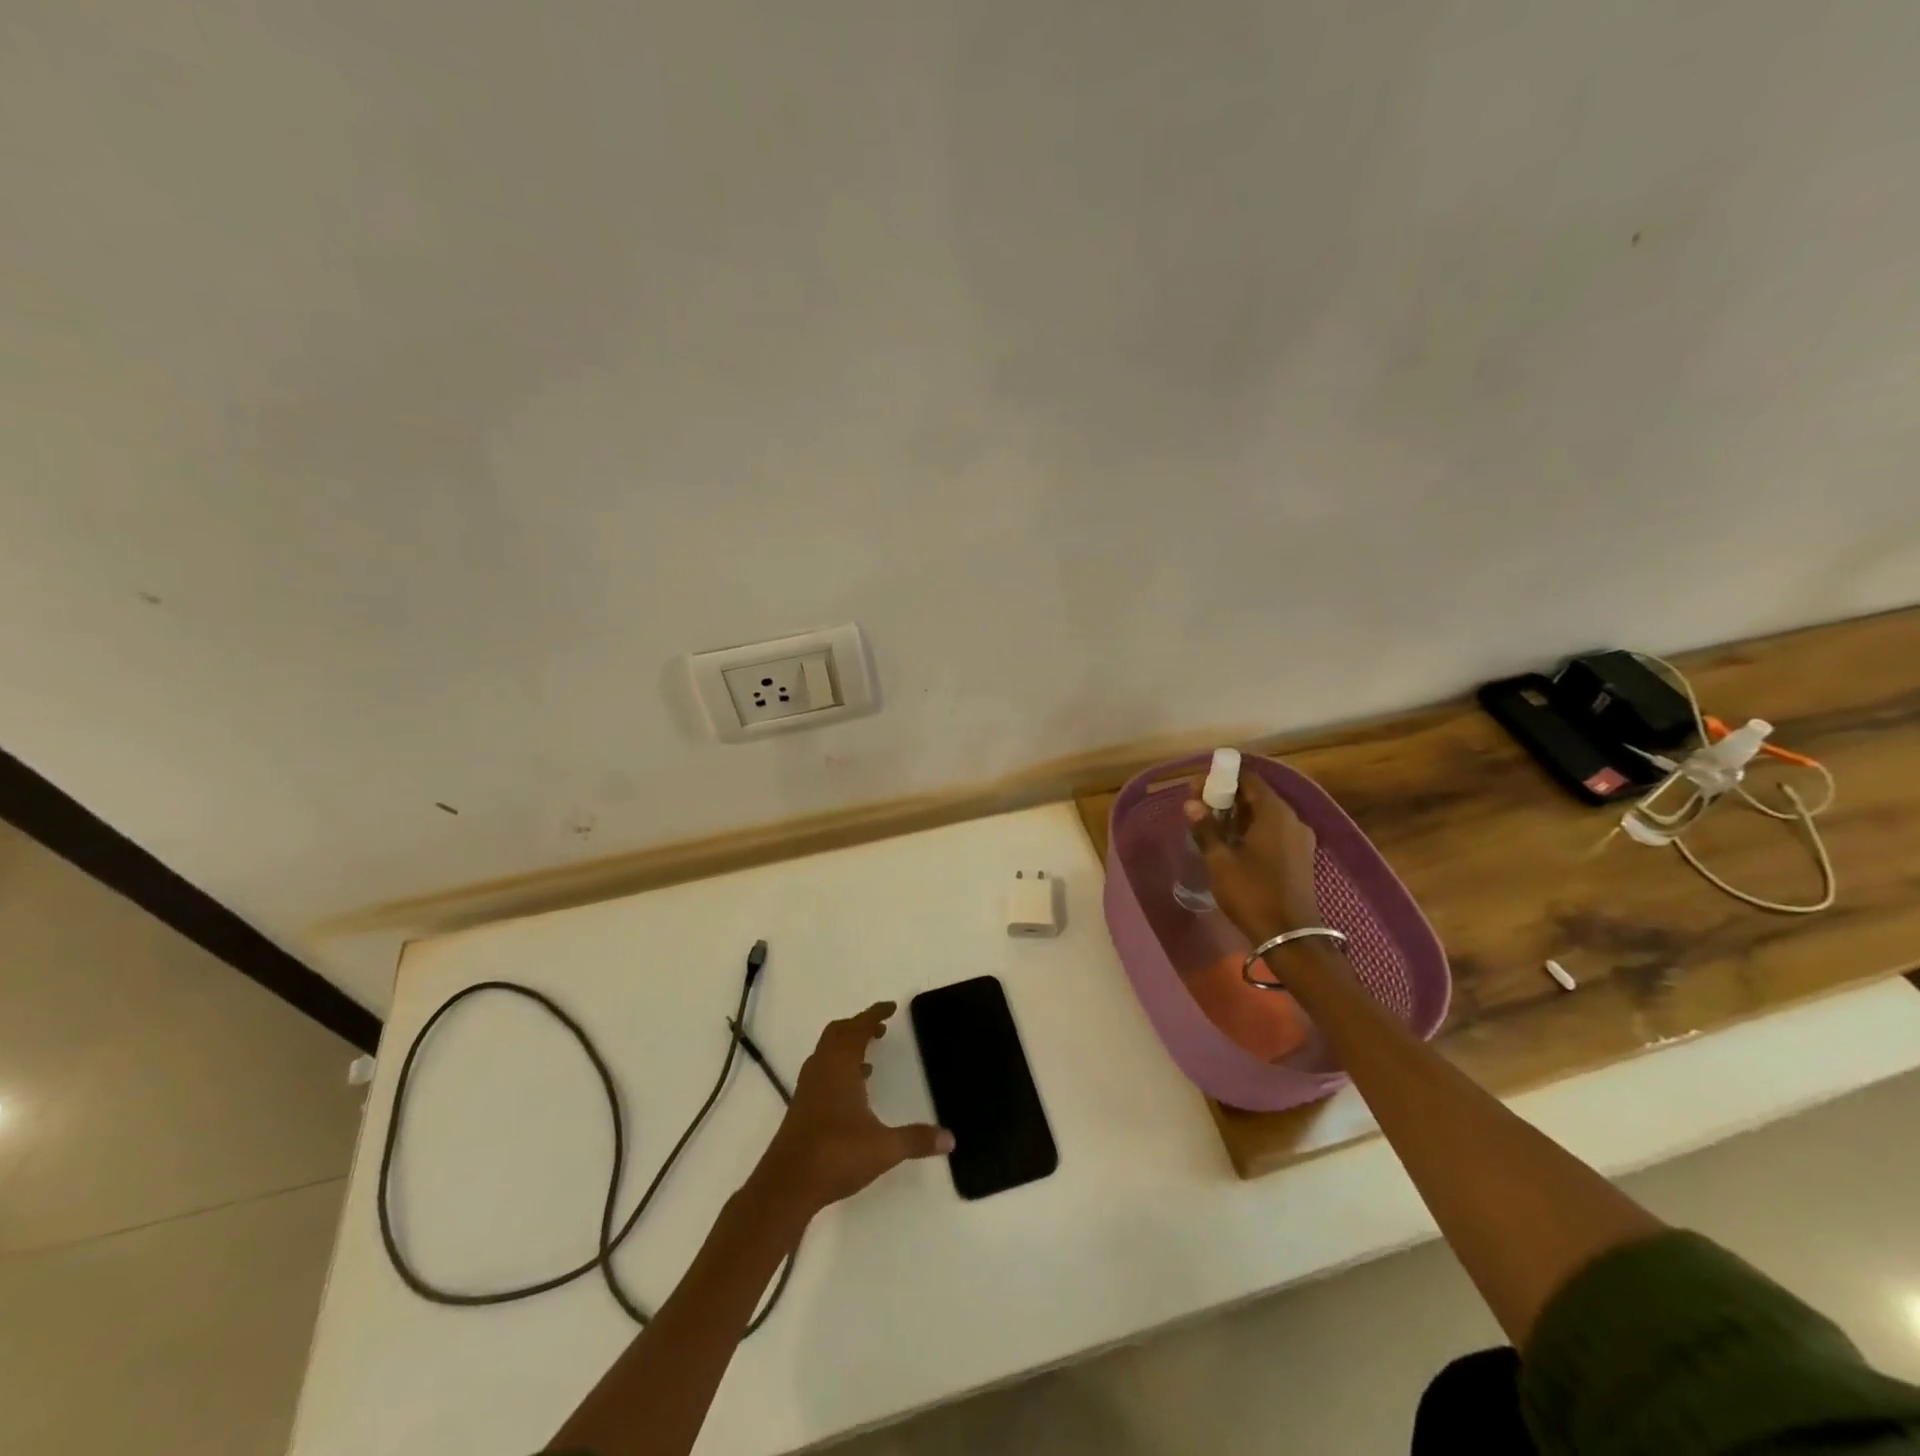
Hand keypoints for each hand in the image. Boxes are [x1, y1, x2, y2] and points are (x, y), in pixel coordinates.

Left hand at [752, 1003, 951, 1221]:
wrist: (786, 1186)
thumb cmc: (836, 1155)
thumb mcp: (884, 1148)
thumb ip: (917, 1140)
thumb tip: (950, 1139)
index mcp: (840, 1066)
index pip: (858, 1028)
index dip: (874, 1014)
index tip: (891, 1008)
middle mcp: (821, 1070)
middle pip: (837, 1034)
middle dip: (858, 1026)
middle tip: (880, 1028)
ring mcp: (807, 1089)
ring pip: (826, 1053)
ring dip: (846, 1047)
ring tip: (869, 1057)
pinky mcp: (801, 1108)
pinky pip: (821, 1073)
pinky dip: (837, 1069)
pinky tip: (852, 1092)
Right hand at [1184, 769, 1321, 943]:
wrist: (1290, 936)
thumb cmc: (1252, 893)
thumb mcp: (1221, 861)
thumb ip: (1206, 828)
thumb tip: (1191, 803)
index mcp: (1275, 813)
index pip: (1249, 779)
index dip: (1222, 778)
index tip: (1198, 787)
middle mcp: (1292, 819)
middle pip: (1257, 796)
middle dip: (1228, 797)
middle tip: (1199, 806)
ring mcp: (1299, 839)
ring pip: (1265, 815)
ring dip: (1239, 815)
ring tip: (1211, 825)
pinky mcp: (1300, 856)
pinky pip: (1273, 831)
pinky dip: (1253, 829)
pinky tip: (1233, 843)